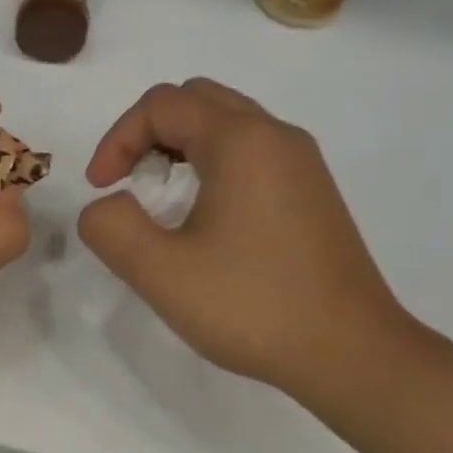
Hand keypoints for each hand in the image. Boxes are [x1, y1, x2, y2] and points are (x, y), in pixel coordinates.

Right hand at [78, 78, 413, 404]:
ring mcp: (302, 163)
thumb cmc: (252, 307)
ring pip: (227, 123)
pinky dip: (212, 163)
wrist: (350, 353)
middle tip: (129, 183)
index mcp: (241, 142)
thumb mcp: (161, 273)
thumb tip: (106, 206)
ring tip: (160, 200)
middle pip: (197, 100)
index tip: (101, 190)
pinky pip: (251, 151)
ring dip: (180, 147)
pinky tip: (204, 218)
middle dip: (148, 133)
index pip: (161, 104)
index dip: (116, 140)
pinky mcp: (312, 192)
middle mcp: (276, 136)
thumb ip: (112, 228)